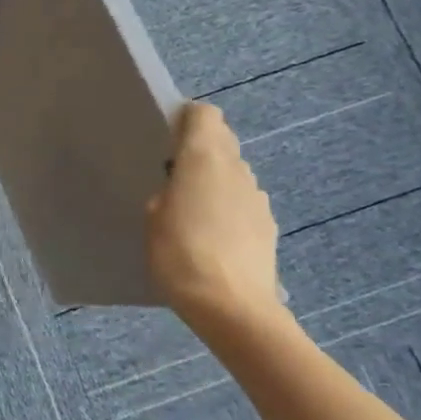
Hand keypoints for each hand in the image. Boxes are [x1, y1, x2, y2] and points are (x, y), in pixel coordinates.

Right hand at [146, 102, 282, 323]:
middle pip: (223, 141)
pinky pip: (243, 201)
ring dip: (216, 180)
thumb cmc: (179, 253)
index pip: (206, 115)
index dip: (188, 119)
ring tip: (193, 210)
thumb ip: (169, 190)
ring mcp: (257, 196)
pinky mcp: (268, 224)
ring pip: (234, 172)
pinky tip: (214, 236)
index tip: (168, 136)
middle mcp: (236, 168)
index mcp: (204, 157)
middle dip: (201, 149)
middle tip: (175, 174)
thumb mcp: (152, 216)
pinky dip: (229, 207)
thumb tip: (182, 188)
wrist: (231, 305)